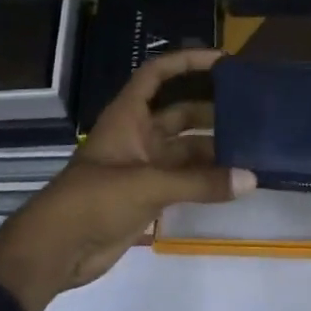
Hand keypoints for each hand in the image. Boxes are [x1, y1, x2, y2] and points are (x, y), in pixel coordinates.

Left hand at [0, 48, 254, 310]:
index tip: (222, 61)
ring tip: (253, 151)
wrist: (56, 250)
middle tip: (252, 114)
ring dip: (214, 152)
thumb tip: (251, 178)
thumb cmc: (94, 200)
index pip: (158, 75)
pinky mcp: (148, 196)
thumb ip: (201, 182)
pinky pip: (184, 180)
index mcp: (128, 117)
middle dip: (212, 112)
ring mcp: (143, 167)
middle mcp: (138, 135)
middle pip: (180, 114)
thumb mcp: (149, 184)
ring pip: (186, 151)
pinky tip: (236, 182)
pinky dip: (207, 180)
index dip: (186, 62)